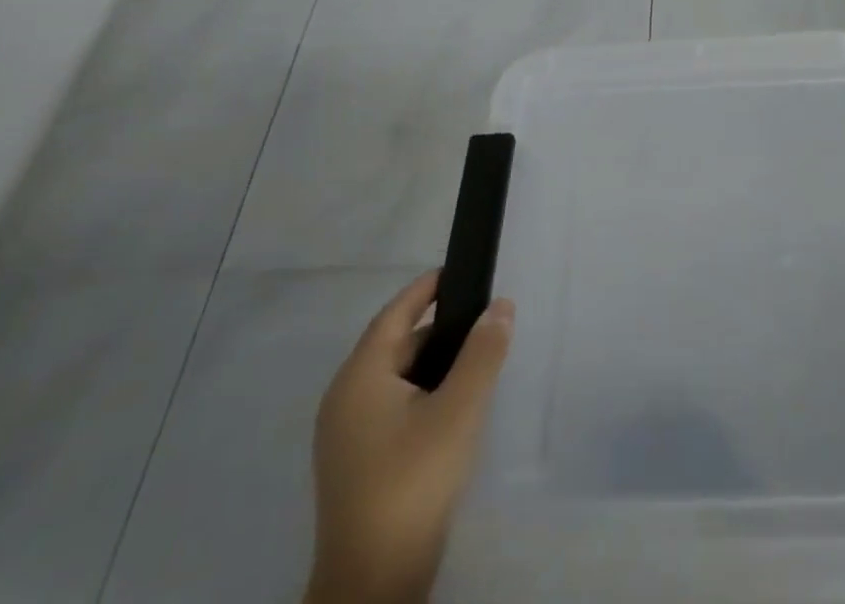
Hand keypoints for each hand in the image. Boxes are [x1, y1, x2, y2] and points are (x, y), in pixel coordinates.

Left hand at [304, 273, 513, 603]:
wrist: (372, 584)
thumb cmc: (413, 481)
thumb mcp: (460, 409)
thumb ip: (483, 351)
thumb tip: (500, 305)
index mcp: (360, 377)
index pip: (395, 313)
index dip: (427, 288)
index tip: (460, 271)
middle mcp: (344, 399)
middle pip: (395, 345)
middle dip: (439, 329)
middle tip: (483, 321)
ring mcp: (345, 436)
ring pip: (395, 379)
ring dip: (433, 364)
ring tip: (477, 361)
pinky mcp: (355, 464)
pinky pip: (391, 407)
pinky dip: (422, 393)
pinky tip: (453, 407)